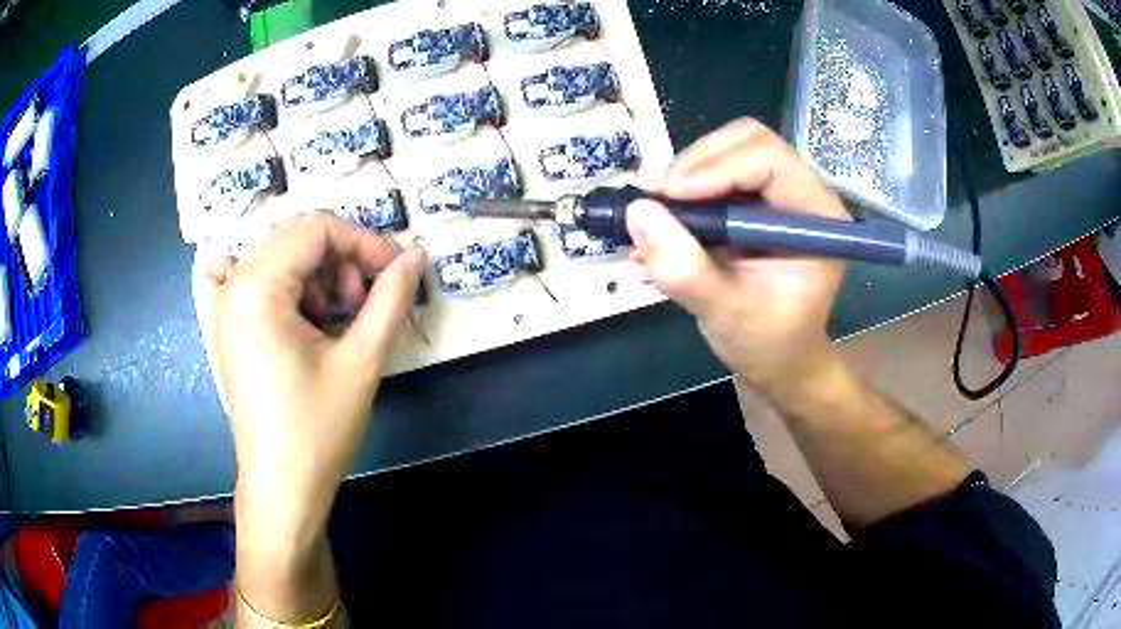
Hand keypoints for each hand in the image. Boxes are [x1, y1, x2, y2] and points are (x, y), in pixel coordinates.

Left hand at [192, 213, 425, 539]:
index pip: (316, 227)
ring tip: (337, 315)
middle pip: (295, 234)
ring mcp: (224, 304)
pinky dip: (288, 282)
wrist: (282, 486)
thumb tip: (416, 255)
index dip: (363, 241)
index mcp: (257, 288)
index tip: (394, 271)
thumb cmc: (317, 430)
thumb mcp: (361, 361)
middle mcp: (233, 285)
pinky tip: (304, 316)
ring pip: (278, 252)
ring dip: (316, 270)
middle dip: (339, 256)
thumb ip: (391, 298)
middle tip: (362, 301)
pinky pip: (256, 276)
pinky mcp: (227, 324)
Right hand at [627, 119, 847, 392]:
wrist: (779, 360)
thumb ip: (684, 269)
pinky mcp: (754, 200)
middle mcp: (802, 192)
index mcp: (817, 216)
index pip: (768, 158)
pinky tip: (661, 228)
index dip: (715, 168)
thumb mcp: (725, 313)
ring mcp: (778, 193)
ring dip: (682, 178)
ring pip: (725, 150)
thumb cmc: (768, 343)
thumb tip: (637, 212)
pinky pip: (714, 172)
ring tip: (652, 220)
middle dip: (695, 165)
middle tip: (655, 201)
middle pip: (745, 140)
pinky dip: (682, 193)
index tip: (666, 197)